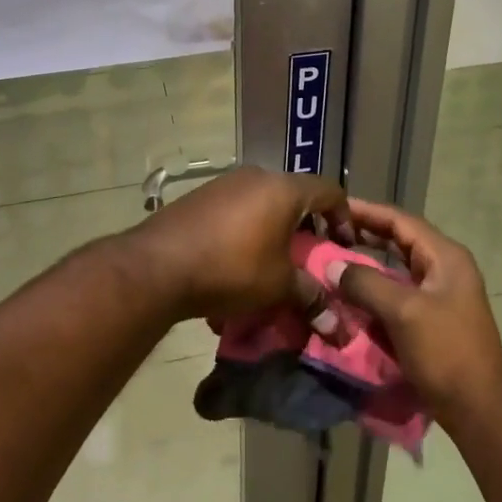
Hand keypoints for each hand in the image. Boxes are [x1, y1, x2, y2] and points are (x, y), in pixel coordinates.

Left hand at [124, 166, 351, 323]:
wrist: (158, 265)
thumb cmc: (231, 268)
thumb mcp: (278, 287)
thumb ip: (310, 298)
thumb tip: (337, 325)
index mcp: (283, 189)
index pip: (329, 190)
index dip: (343, 216)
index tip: (344, 245)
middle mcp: (256, 176)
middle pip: (294, 196)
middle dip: (305, 227)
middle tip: (309, 257)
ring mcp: (224, 184)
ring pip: (262, 203)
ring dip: (273, 231)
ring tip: (271, 265)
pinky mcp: (199, 197)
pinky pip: (235, 210)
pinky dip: (245, 232)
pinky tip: (235, 265)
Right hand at [324, 199, 501, 430]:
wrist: (480, 410)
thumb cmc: (446, 352)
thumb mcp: (404, 312)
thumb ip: (366, 283)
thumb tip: (332, 266)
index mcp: (445, 256)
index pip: (400, 220)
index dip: (366, 211)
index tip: (333, 207)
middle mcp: (445, 268)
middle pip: (399, 240)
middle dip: (365, 234)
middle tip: (328, 230)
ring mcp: (440, 294)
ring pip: (397, 268)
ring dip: (367, 262)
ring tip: (334, 256)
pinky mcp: (432, 318)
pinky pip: (398, 292)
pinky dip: (375, 289)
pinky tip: (351, 293)